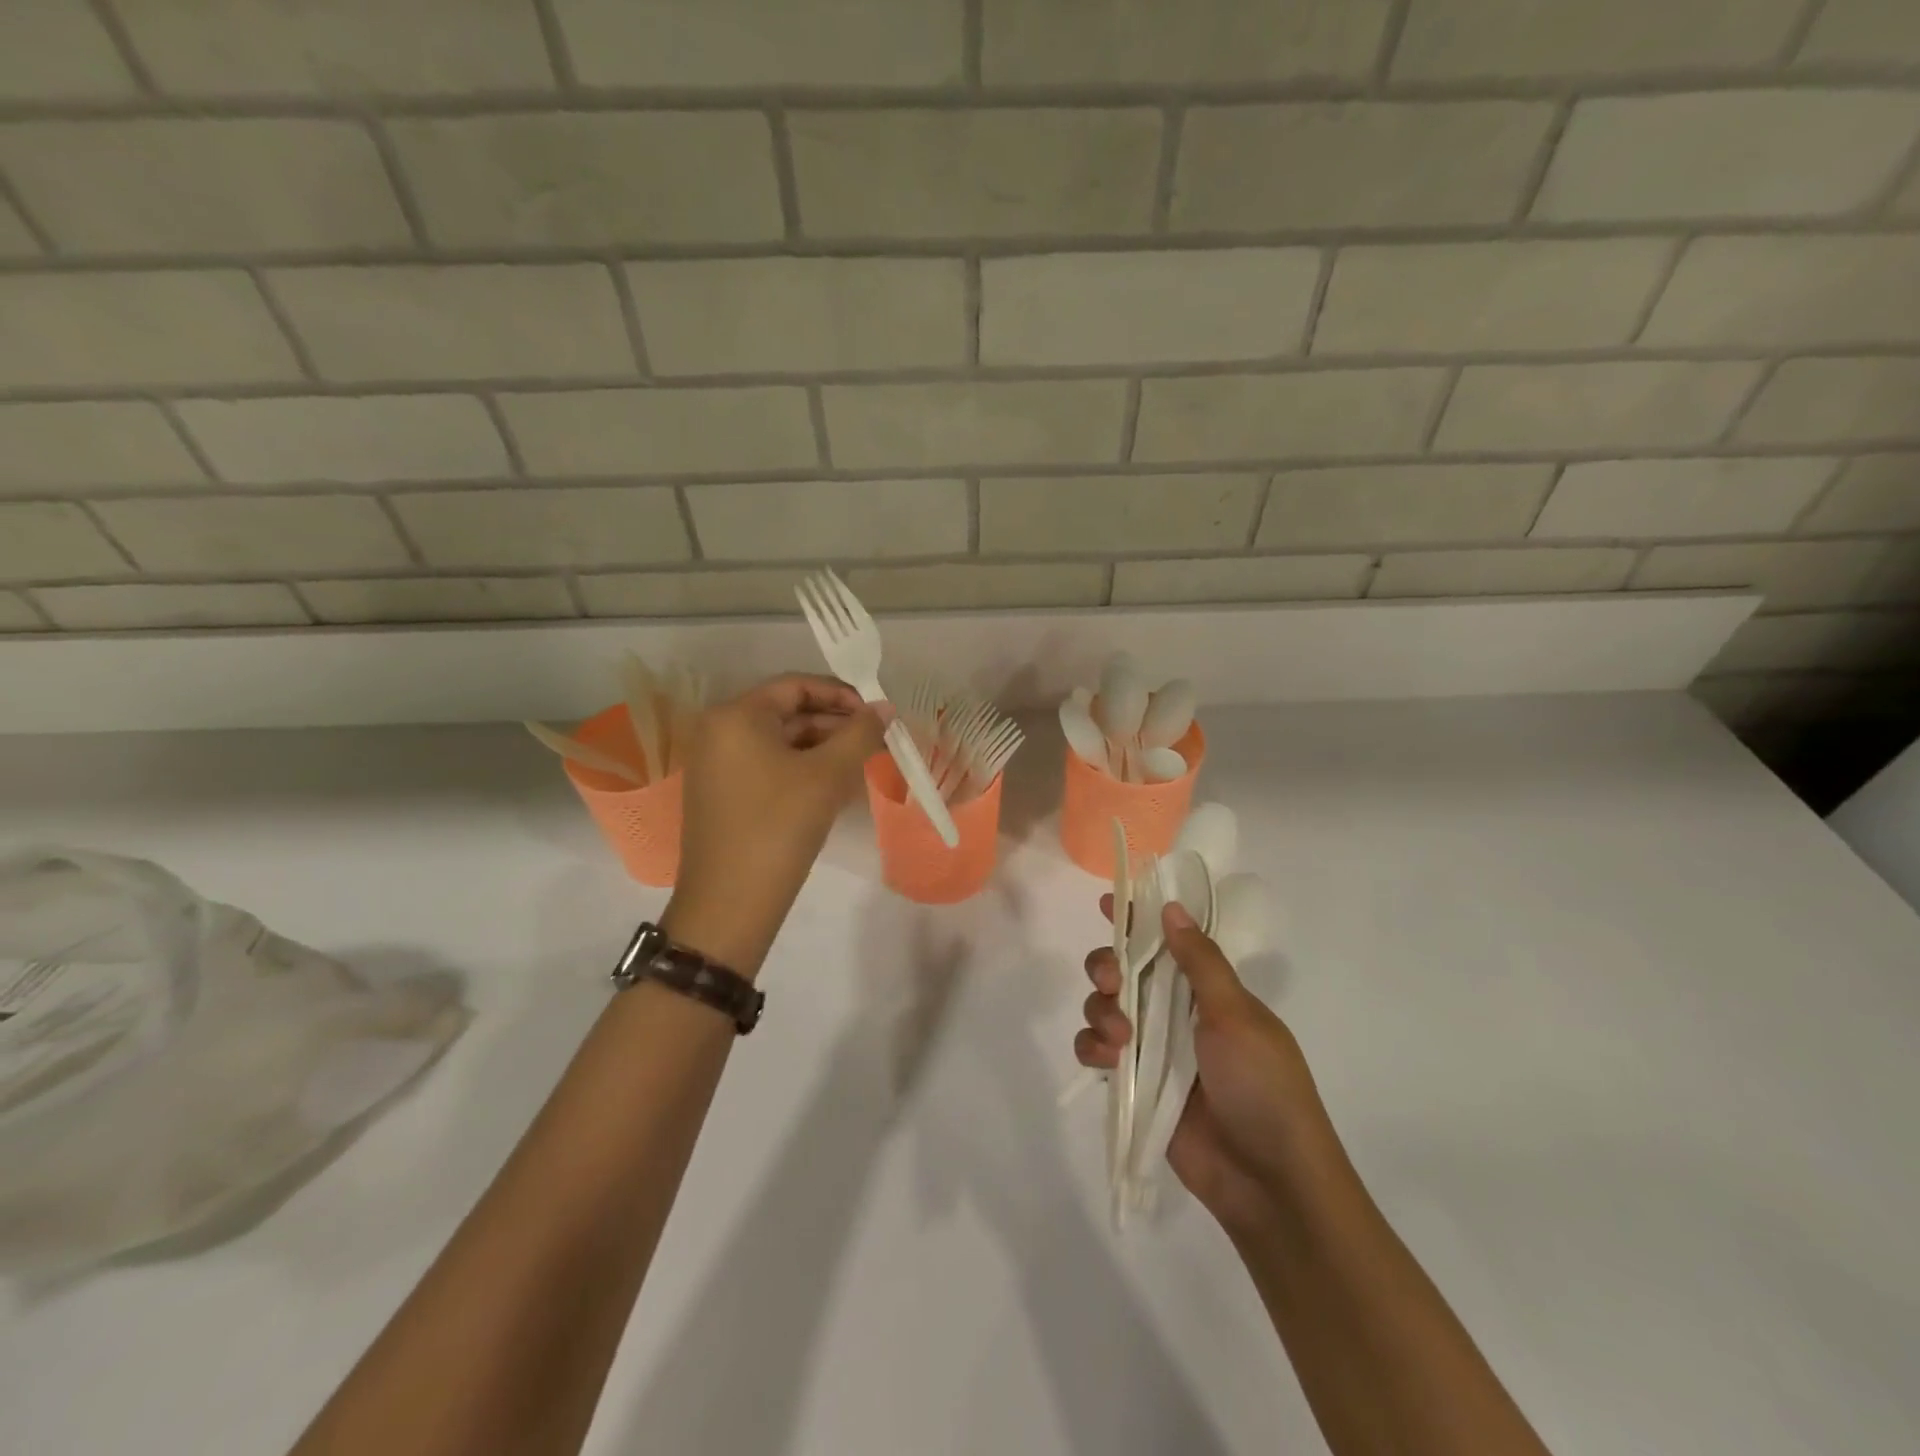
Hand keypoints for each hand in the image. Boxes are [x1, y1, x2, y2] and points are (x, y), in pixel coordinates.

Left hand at [663, 674, 887, 977]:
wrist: (730, 904)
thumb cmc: (779, 827)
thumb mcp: (827, 776)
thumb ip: (860, 734)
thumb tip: (886, 707)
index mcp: (736, 716)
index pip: (795, 686)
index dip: (841, 695)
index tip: (877, 713)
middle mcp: (719, 731)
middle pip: (787, 713)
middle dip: (835, 724)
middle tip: (876, 741)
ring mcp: (716, 764)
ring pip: (780, 742)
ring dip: (823, 748)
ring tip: (862, 764)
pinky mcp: (722, 793)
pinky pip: (768, 766)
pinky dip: (802, 769)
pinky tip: (833, 786)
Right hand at [1077, 899, 1327, 1231]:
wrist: (1268, 1181)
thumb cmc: (1262, 1086)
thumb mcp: (1237, 1016)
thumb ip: (1200, 963)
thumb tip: (1172, 908)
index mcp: (1208, 991)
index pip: (1168, 942)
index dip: (1137, 920)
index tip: (1108, 902)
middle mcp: (1177, 1013)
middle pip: (1125, 971)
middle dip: (1107, 967)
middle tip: (1111, 981)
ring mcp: (1154, 1049)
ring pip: (1105, 1007)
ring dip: (1100, 1010)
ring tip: (1119, 1038)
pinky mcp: (1136, 1085)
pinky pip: (1097, 1051)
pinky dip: (1092, 1048)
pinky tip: (1106, 1059)